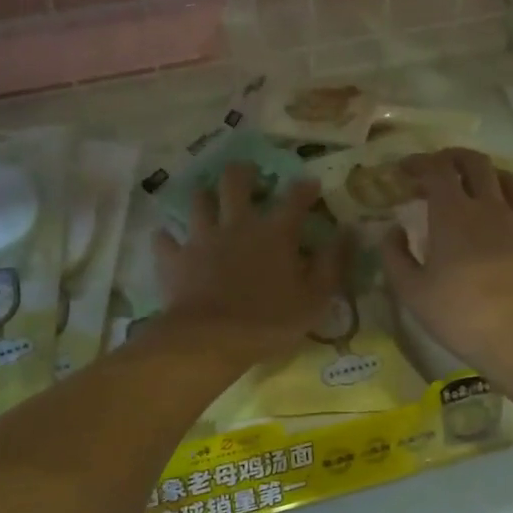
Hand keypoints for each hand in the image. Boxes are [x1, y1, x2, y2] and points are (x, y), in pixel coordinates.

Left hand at [156, 163, 345, 360]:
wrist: (212, 339)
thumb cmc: (270, 321)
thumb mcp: (315, 298)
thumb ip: (332, 263)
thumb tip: (347, 232)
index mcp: (275, 233)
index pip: (294, 199)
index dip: (304, 188)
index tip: (310, 184)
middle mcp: (237, 225)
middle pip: (235, 182)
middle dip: (242, 173)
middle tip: (247, 174)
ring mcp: (202, 238)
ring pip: (198, 201)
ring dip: (203, 197)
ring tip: (206, 199)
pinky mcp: (175, 258)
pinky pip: (165, 239)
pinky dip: (167, 238)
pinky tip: (167, 239)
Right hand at [381, 148, 512, 367]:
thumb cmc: (459, 312)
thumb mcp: (411, 290)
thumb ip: (395, 255)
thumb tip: (393, 230)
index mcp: (452, 213)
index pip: (437, 169)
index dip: (419, 162)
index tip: (405, 169)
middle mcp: (488, 206)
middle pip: (475, 162)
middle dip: (453, 157)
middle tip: (439, 168)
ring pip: (507, 178)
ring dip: (486, 174)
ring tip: (474, 186)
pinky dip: (512, 204)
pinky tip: (504, 218)